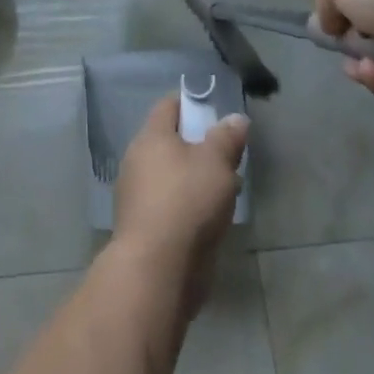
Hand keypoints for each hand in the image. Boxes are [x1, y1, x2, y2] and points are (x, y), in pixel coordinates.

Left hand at [112, 94, 247, 309]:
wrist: (156, 271)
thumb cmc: (186, 202)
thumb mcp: (216, 163)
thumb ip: (226, 138)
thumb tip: (235, 118)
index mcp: (151, 137)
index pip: (169, 105)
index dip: (192, 103)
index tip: (216, 110)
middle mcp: (138, 160)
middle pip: (171, 142)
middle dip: (199, 146)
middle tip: (228, 155)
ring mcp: (137, 196)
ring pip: (172, 175)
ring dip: (196, 179)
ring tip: (227, 189)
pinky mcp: (143, 227)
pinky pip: (170, 204)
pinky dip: (188, 205)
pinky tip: (211, 218)